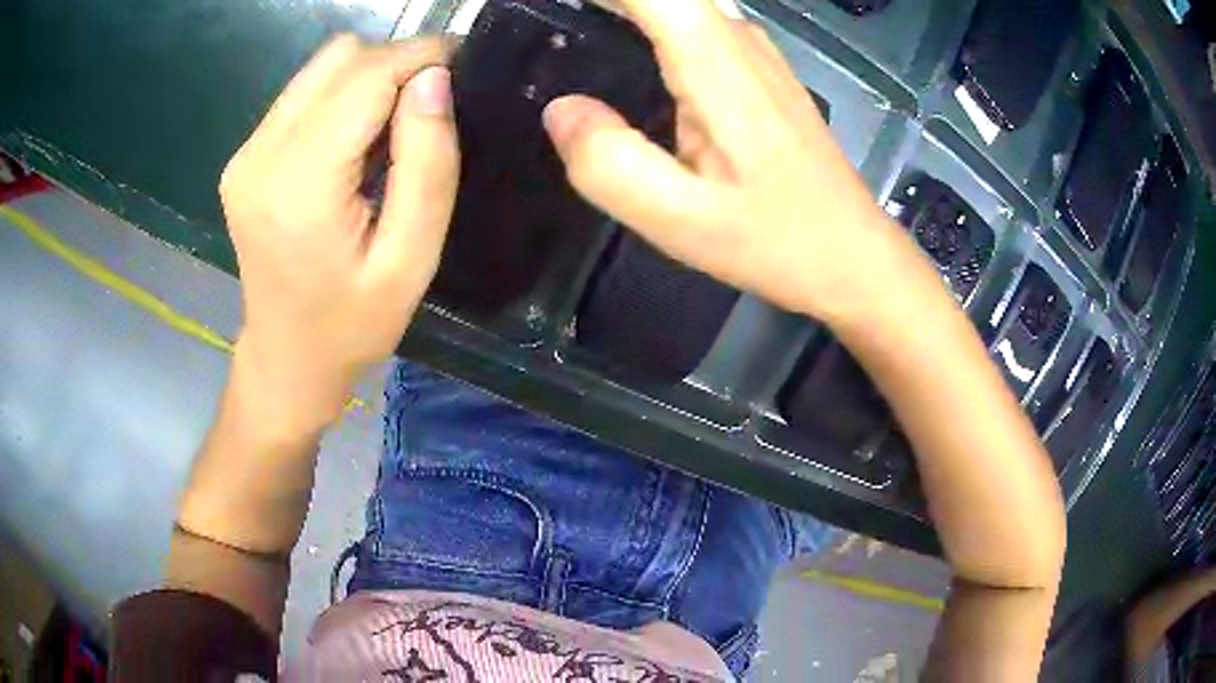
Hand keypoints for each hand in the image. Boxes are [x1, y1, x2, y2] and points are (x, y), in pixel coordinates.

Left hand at [219, 35, 457, 432]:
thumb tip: (433, 80)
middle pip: (340, 59)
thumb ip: (427, 164)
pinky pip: (304, 94)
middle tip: (428, 107)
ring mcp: (246, 154)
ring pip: (321, 68)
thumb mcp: (412, 258)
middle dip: (396, 64)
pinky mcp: (245, 156)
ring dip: (369, 79)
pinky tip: (354, 142)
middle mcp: (261, 155)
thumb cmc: (353, 324)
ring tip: (392, 127)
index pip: (366, 76)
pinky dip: (342, 98)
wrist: (287, 358)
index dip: (421, 56)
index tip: (462, 65)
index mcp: (299, 185)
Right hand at [542, 0, 908, 323]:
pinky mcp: (758, 68)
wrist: (851, 254)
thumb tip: (560, 110)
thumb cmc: (775, 240)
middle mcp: (734, 37)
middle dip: (605, 3)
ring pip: (678, 2)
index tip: (545, 10)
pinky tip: (618, 42)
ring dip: (623, 8)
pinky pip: (692, 19)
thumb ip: (610, 163)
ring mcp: (752, 49)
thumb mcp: (681, 219)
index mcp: (712, 60)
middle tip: (548, 22)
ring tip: (572, 25)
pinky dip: (646, 18)